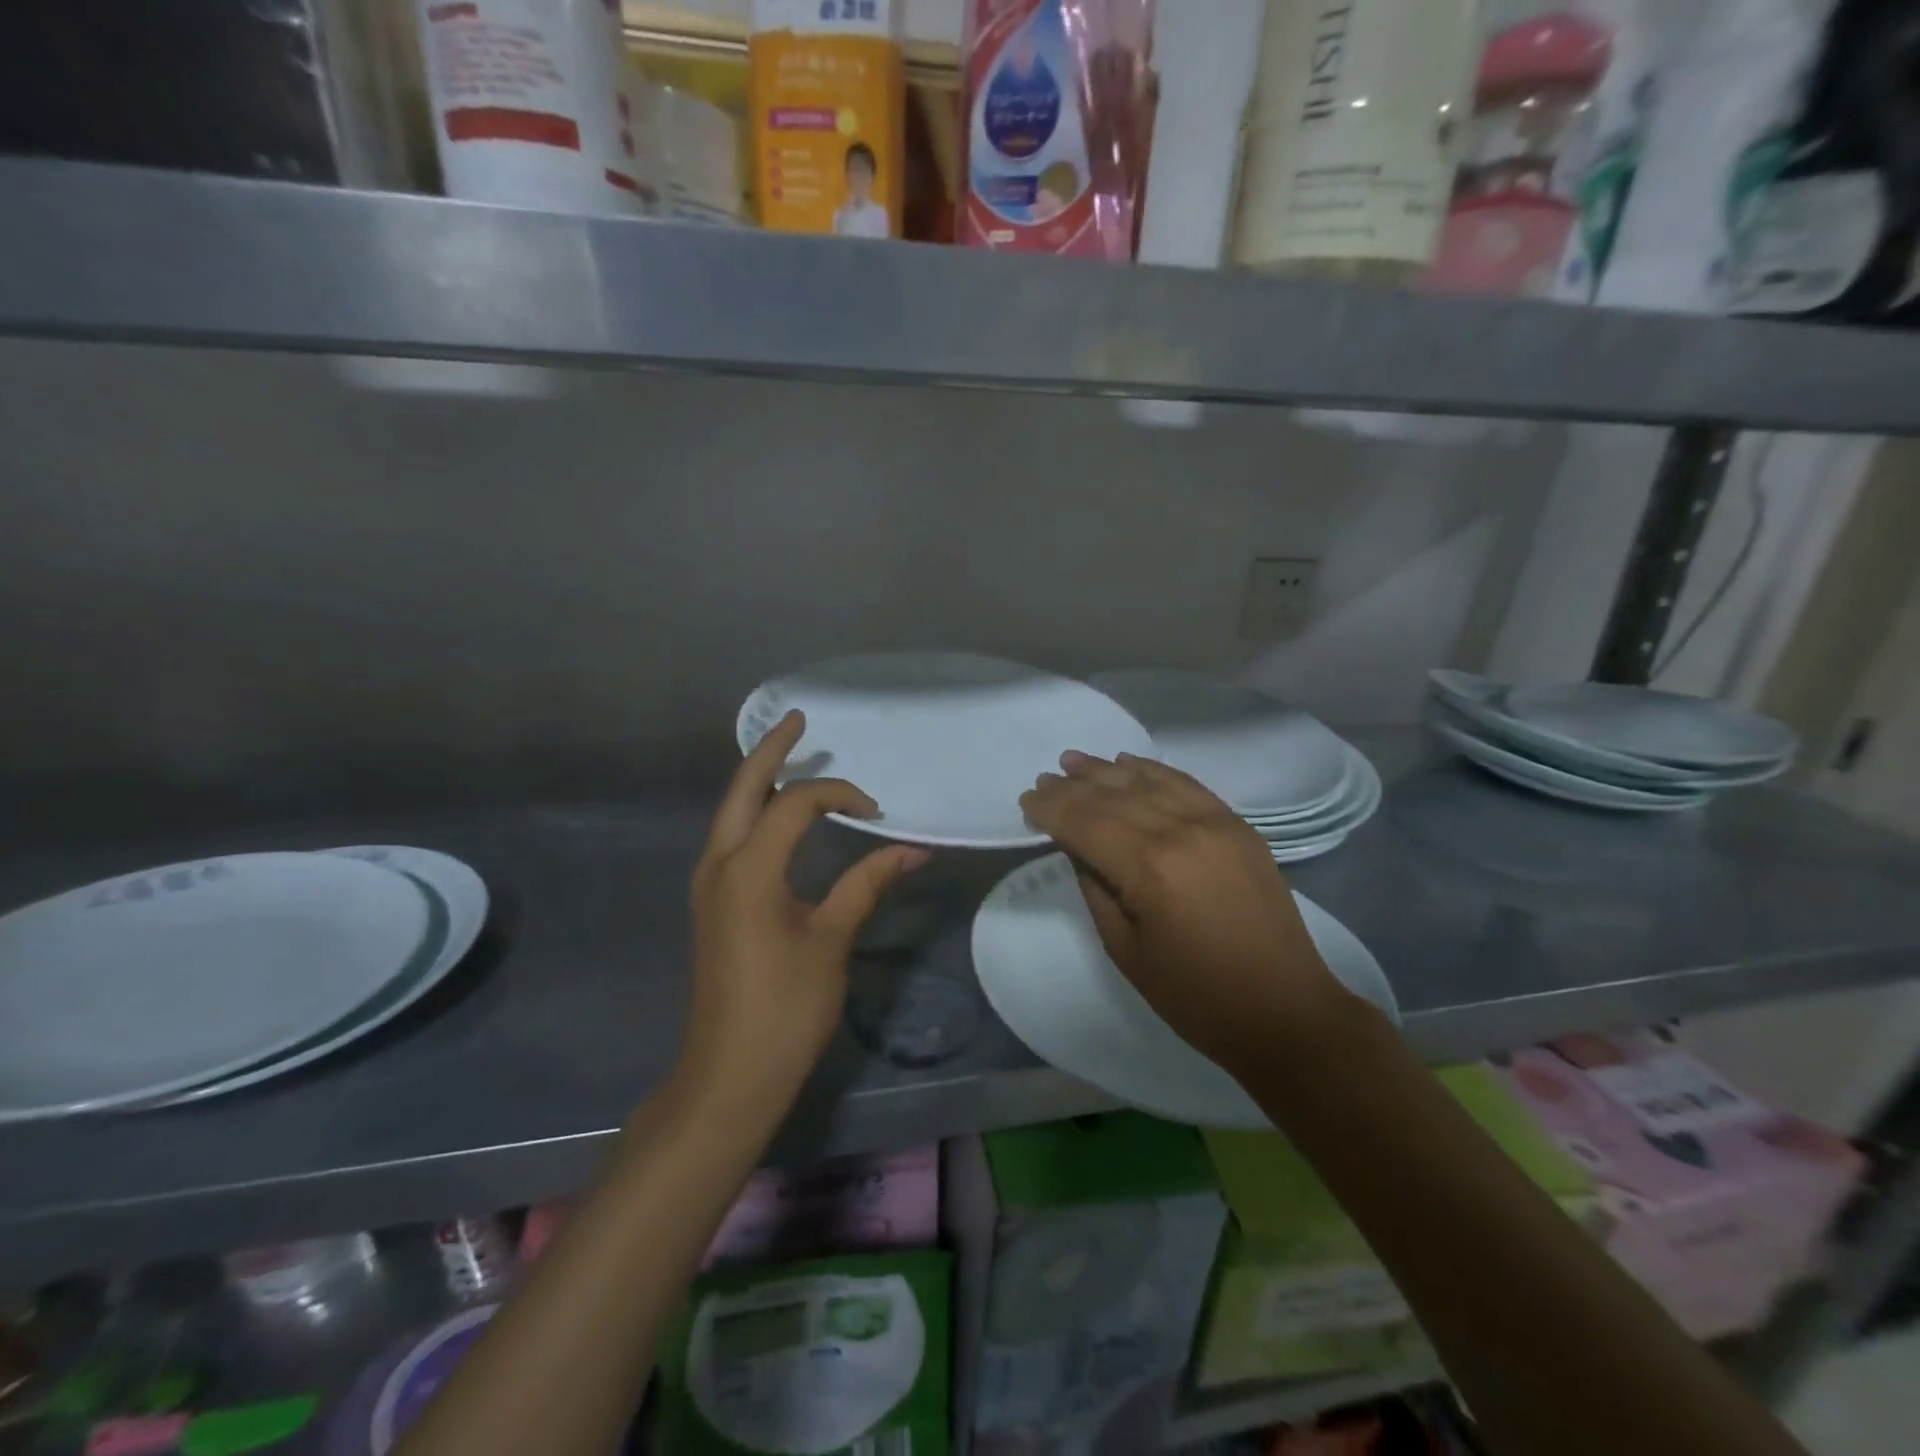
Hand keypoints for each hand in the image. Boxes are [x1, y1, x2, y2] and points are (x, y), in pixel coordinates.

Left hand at [680, 710, 927, 1118]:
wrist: (729, 1075)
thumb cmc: (785, 1008)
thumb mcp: (831, 940)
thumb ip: (867, 884)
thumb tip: (912, 850)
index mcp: (749, 868)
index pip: (795, 803)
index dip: (839, 794)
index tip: (876, 811)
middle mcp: (719, 864)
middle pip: (742, 789)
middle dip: (769, 750)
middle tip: (797, 718)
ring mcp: (709, 885)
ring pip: (730, 813)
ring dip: (758, 780)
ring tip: (789, 755)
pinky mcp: (713, 904)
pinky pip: (731, 839)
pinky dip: (754, 813)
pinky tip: (776, 816)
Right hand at [1019, 751, 1358, 1075]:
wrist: (1284, 1010)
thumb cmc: (1194, 996)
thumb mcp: (1125, 949)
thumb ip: (1095, 887)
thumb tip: (1075, 845)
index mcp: (1148, 868)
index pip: (1085, 822)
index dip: (1052, 808)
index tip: (1027, 799)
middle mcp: (1180, 832)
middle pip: (1114, 797)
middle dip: (1073, 786)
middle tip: (1045, 778)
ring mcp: (1215, 823)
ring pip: (1149, 782)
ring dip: (1108, 770)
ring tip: (1076, 761)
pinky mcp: (1238, 826)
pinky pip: (1187, 785)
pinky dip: (1154, 771)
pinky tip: (1129, 764)